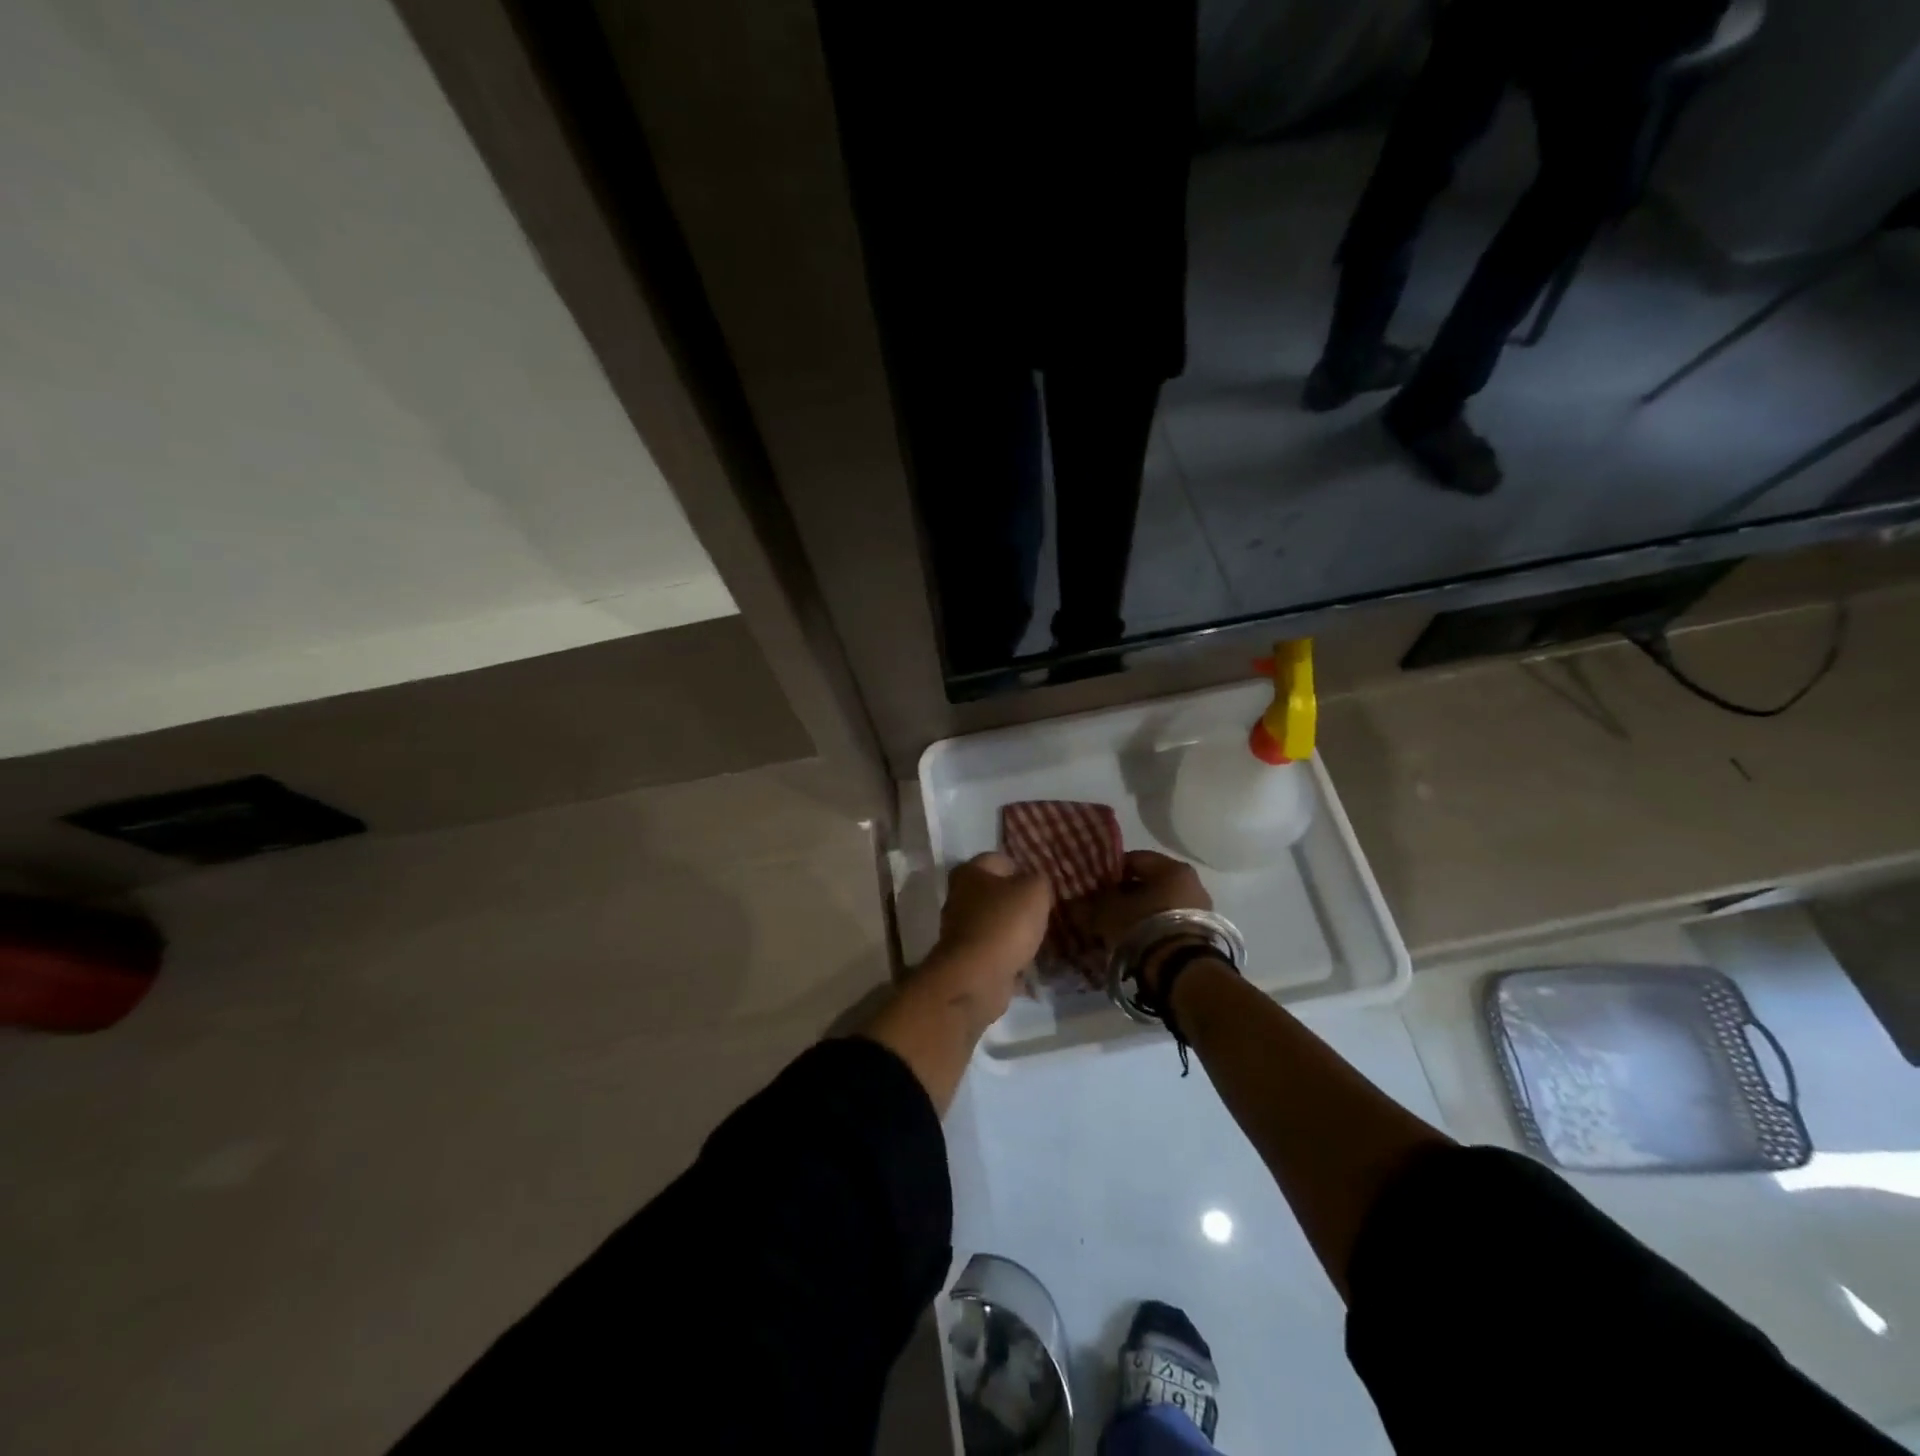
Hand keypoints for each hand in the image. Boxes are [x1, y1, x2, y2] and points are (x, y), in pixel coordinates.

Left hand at [924, 852, 1052, 1026]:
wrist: (977, 976)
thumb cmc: (1005, 923)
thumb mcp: (1034, 891)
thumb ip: (1037, 881)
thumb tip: (1033, 886)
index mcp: (969, 872)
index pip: (998, 860)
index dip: (1021, 868)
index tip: (1041, 885)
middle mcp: (959, 897)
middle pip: (994, 893)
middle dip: (1016, 902)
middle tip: (1041, 912)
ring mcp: (960, 929)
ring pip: (994, 923)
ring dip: (1013, 930)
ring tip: (1038, 938)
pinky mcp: (965, 958)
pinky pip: (993, 951)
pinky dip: (1008, 956)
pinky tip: (1027, 962)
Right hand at [1067, 851, 1211, 988]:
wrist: (1180, 971)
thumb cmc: (1143, 927)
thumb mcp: (1108, 912)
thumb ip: (1091, 903)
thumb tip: (1076, 902)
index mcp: (1172, 868)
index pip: (1134, 859)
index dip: (1110, 871)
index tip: (1094, 886)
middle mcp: (1191, 883)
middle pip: (1149, 883)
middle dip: (1125, 895)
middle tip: (1103, 909)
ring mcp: (1200, 910)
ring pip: (1159, 905)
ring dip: (1138, 914)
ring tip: (1117, 930)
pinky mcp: (1202, 935)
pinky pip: (1169, 924)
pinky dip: (1152, 929)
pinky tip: (1134, 942)